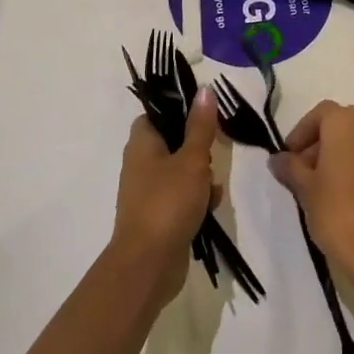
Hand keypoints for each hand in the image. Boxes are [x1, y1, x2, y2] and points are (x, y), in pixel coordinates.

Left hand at [112, 87, 221, 309]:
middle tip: (213, 153)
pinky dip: (197, 199)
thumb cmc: (168, 201)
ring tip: (213, 187)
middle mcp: (140, 163)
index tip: (205, 116)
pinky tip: (211, 206)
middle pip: (173, 141)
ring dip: (201, 176)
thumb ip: (201, 125)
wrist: (148, 264)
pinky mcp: (158, 215)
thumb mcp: (192, 159)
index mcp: (142, 143)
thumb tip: (204, 89)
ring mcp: (147, 191)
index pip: (158, 113)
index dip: (180, 110)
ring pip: (181, 170)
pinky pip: (181, 196)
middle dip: (198, 148)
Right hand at [271, 102, 353, 282]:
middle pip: (340, 125)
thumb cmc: (337, 211)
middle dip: (319, 144)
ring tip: (321, 188)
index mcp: (347, 122)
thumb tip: (277, 158)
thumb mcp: (305, 189)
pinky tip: (345, 198)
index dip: (300, 133)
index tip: (289, 157)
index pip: (319, 114)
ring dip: (338, 156)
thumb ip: (290, 168)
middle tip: (302, 172)